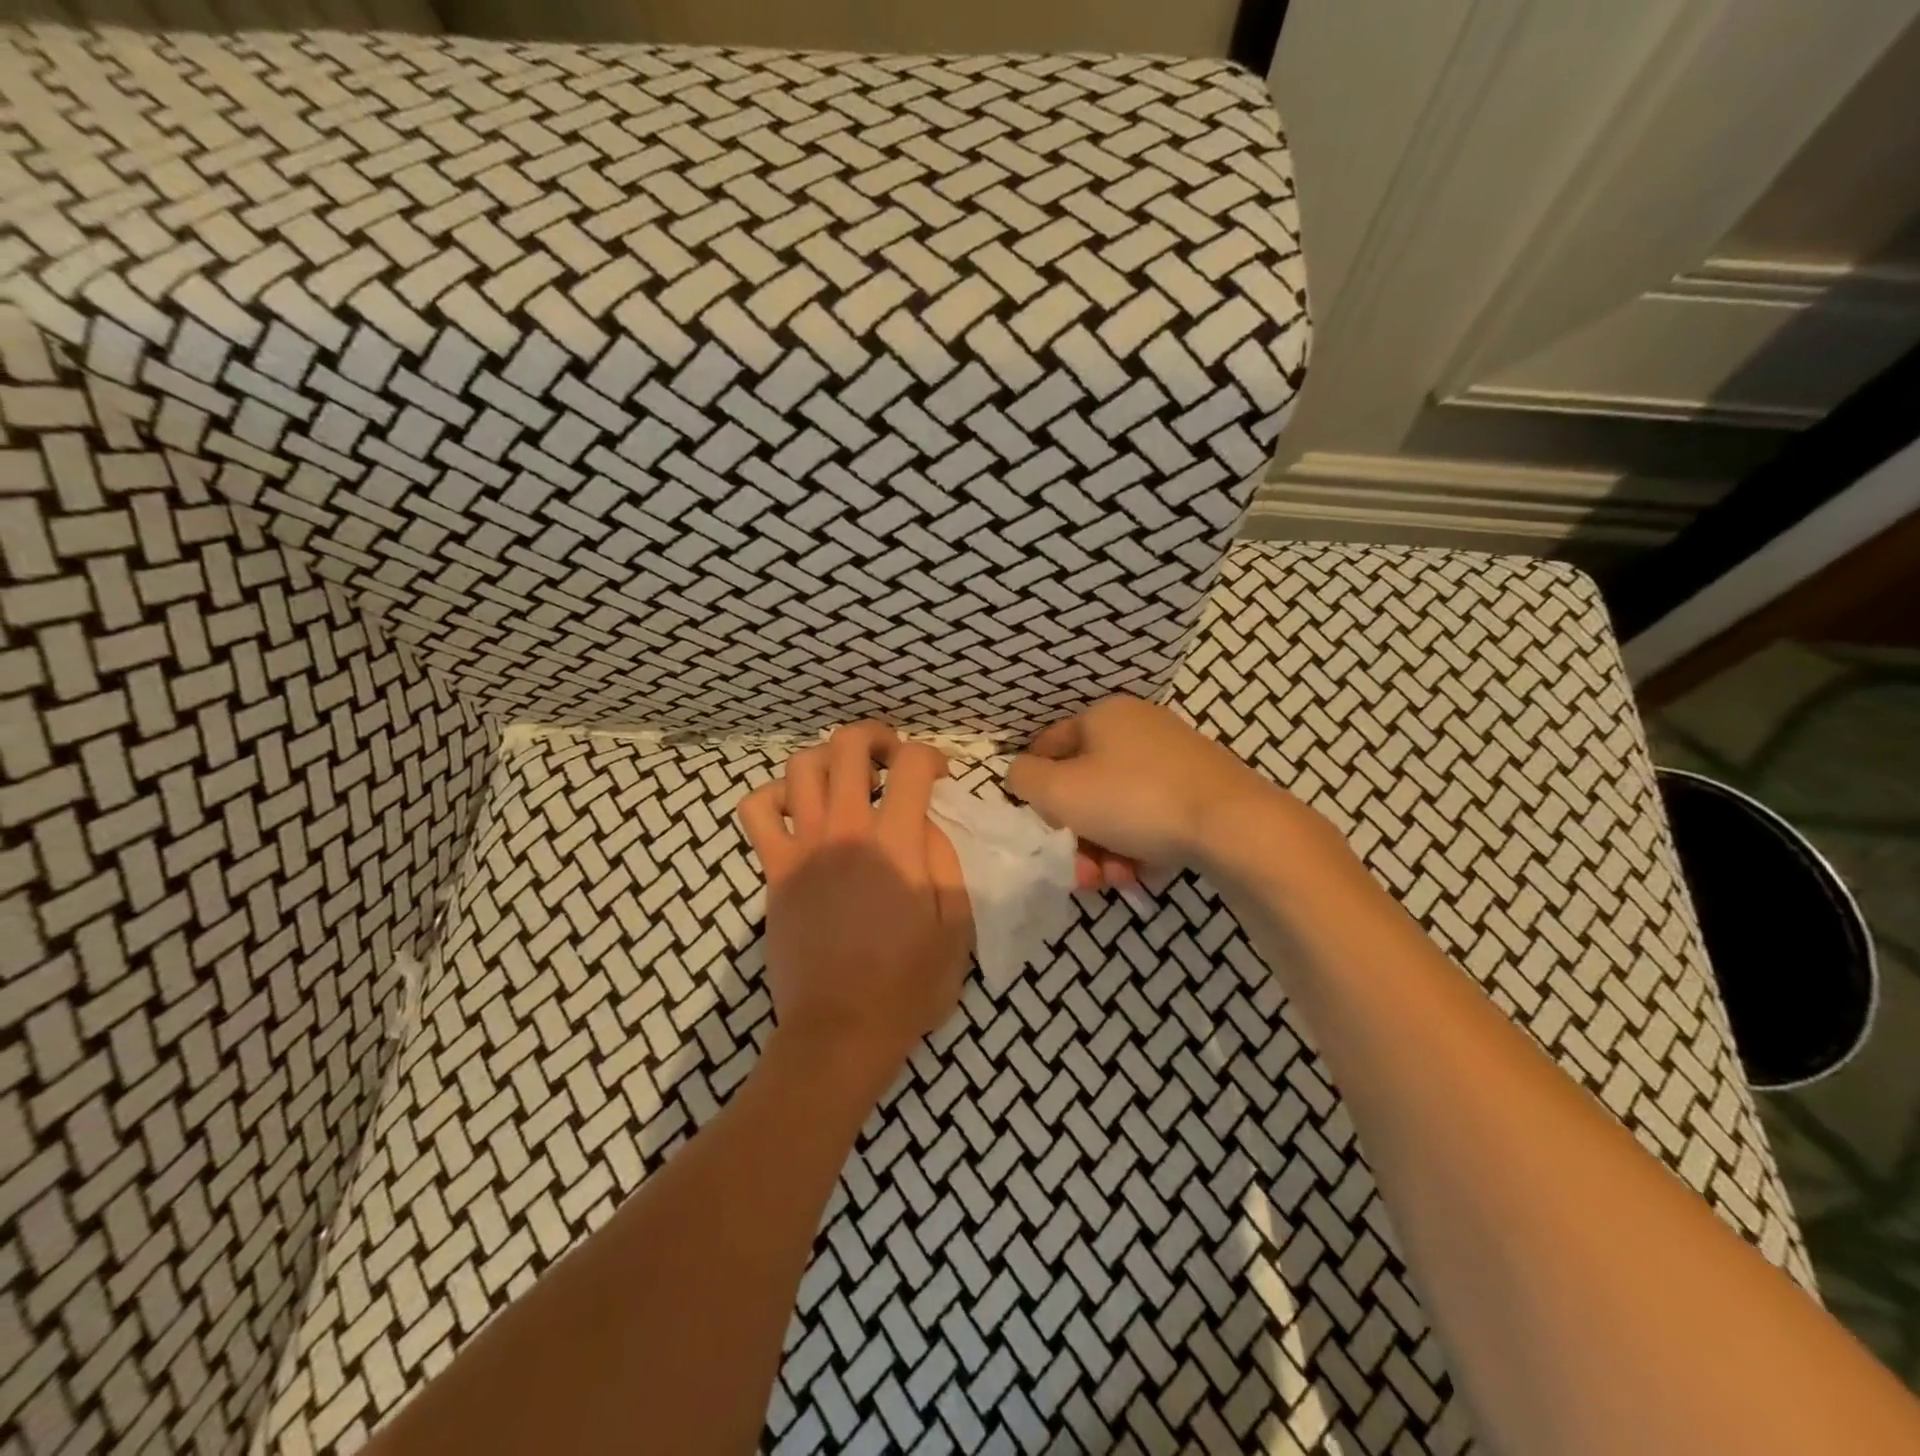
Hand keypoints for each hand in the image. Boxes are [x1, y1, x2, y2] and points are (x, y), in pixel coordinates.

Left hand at [737, 722, 972, 1076]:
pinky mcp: (774, 870)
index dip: (931, 757)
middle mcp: (845, 831)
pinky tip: (796, 810)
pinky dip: (773, 795)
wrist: (840, 1031)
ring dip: (827, 759)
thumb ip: (947, 862)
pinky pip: (756, 810)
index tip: (938, 777)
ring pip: (801, 766)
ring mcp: (802, 847)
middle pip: (849, 746)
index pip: (913, 765)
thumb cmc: (907, 986)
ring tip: (845, 779)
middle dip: (875, 736)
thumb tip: (926, 822)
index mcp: (896, 844)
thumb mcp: (956, 927)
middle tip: (890, 757)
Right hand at [1006, 695, 1288, 874]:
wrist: (1234, 826)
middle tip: (1080, 871)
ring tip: (1116, 880)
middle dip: (1076, 835)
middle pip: (1086, 786)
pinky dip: (1141, 846)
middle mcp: (1139, 728)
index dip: (1036, 788)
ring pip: (1118, 808)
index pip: (1048, 746)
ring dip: (1106, 849)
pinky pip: (1152, 818)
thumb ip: (1025, 779)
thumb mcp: (1060, 791)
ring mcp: (1174, 759)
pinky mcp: (1200, 790)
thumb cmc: (1134, 800)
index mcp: (1104, 715)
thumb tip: (1022, 775)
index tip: (1042, 827)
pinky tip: (1144, 873)